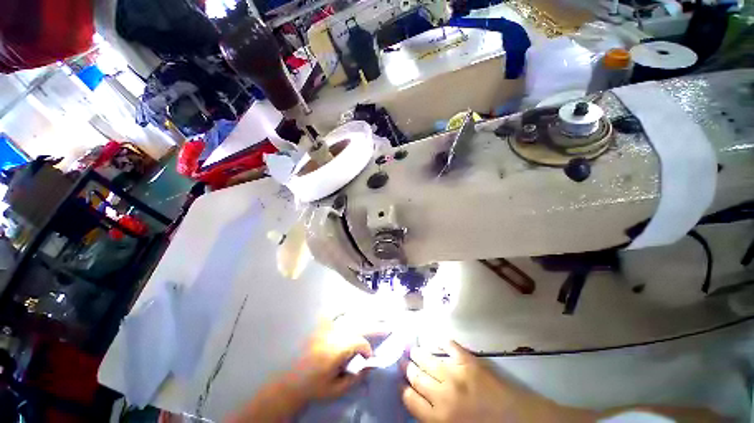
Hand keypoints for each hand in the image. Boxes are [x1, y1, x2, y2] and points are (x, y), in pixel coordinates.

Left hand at [228, 320, 373, 422]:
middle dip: (375, 325)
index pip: (359, 342)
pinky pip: (335, 313)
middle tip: (388, 324)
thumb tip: (371, 364)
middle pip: (358, 325)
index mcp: (336, 349)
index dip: (367, 348)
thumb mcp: (336, 389)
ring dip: (365, 315)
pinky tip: (352, 310)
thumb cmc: (315, 387)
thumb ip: (356, 377)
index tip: (370, 357)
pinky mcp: (320, 326)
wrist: (291, 381)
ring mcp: (325, 327)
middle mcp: (332, 334)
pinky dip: (345, 311)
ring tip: (377, 313)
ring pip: (349, 317)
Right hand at [402, 341, 577, 422]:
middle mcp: (442, 394)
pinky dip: (440, 340)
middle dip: (407, 367)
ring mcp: (455, 374)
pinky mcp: (469, 361)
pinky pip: (449, 346)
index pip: (410, 399)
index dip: (403, 389)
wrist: (519, 422)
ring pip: (428, 360)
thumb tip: (419, 403)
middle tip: (402, 359)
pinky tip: (434, 337)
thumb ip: (434, 419)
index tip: (401, 382)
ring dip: (418, 353)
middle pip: (416, 377)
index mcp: (438, 419)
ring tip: (411, 348)